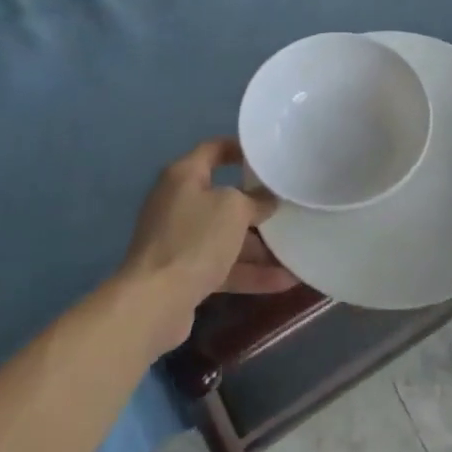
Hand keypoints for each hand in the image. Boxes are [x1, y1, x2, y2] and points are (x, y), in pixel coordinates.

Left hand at [119, 138, 295, 352]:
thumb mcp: (233, 209)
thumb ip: (255, 200)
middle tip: (290, 206)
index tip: (269, 156)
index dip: (241, 149)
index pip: (214, 149)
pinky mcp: (184, 273)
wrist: (154, 302)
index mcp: (184, 176)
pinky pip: (223, 266)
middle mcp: (179, 203)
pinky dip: (250, 272)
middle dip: (257, 206)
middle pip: (223, 198)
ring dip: (259, 246)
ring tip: (297, 249)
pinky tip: (285, 281)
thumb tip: (267, 200)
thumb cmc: (194, 239)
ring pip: (226, 237)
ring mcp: (180, 240)